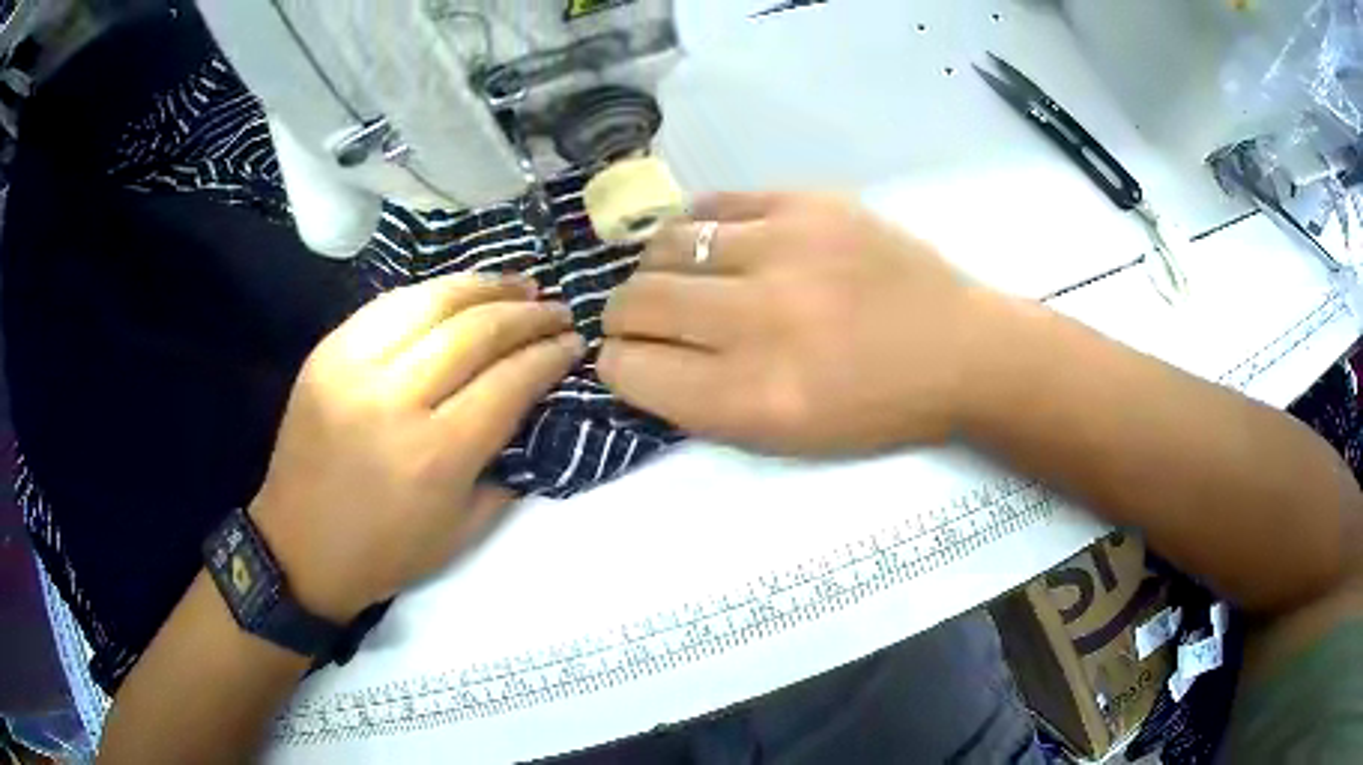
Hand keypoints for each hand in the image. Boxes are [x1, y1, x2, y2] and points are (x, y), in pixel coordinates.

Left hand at [249, 274, 584, 621]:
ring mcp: (354, 368)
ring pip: (432, 302)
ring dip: (484, 287)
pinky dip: (432, 293)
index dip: (548, 356)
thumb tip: (531, 407)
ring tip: (518, 285)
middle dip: (527, 315)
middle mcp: (396, 400)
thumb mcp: (462, 530)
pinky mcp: (327, 353)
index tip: (574, 342)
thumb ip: (504, 466)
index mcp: (436, 456)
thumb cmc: (386, 553)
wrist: (299, 548)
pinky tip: (458, 293)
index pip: (508, 382)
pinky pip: (388, 306)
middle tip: (556, 309)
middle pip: (475, 332)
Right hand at [599, 192, 993, 454]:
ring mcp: (785, 249)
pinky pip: (714, 204)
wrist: (960, 350)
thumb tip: (638, 357)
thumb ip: (702, 403)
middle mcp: (759, 320)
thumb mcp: (785, 439)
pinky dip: (697, 227)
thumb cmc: (876, 409)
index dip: (617, 364)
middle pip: (634, 302)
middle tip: (642, 318)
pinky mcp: (808, 204)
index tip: (627, 358)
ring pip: (664, 245)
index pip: (631, 369)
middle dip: (622, 317)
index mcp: (752, 398)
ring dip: (655, 268)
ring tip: (677, 277)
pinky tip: (713, 244)